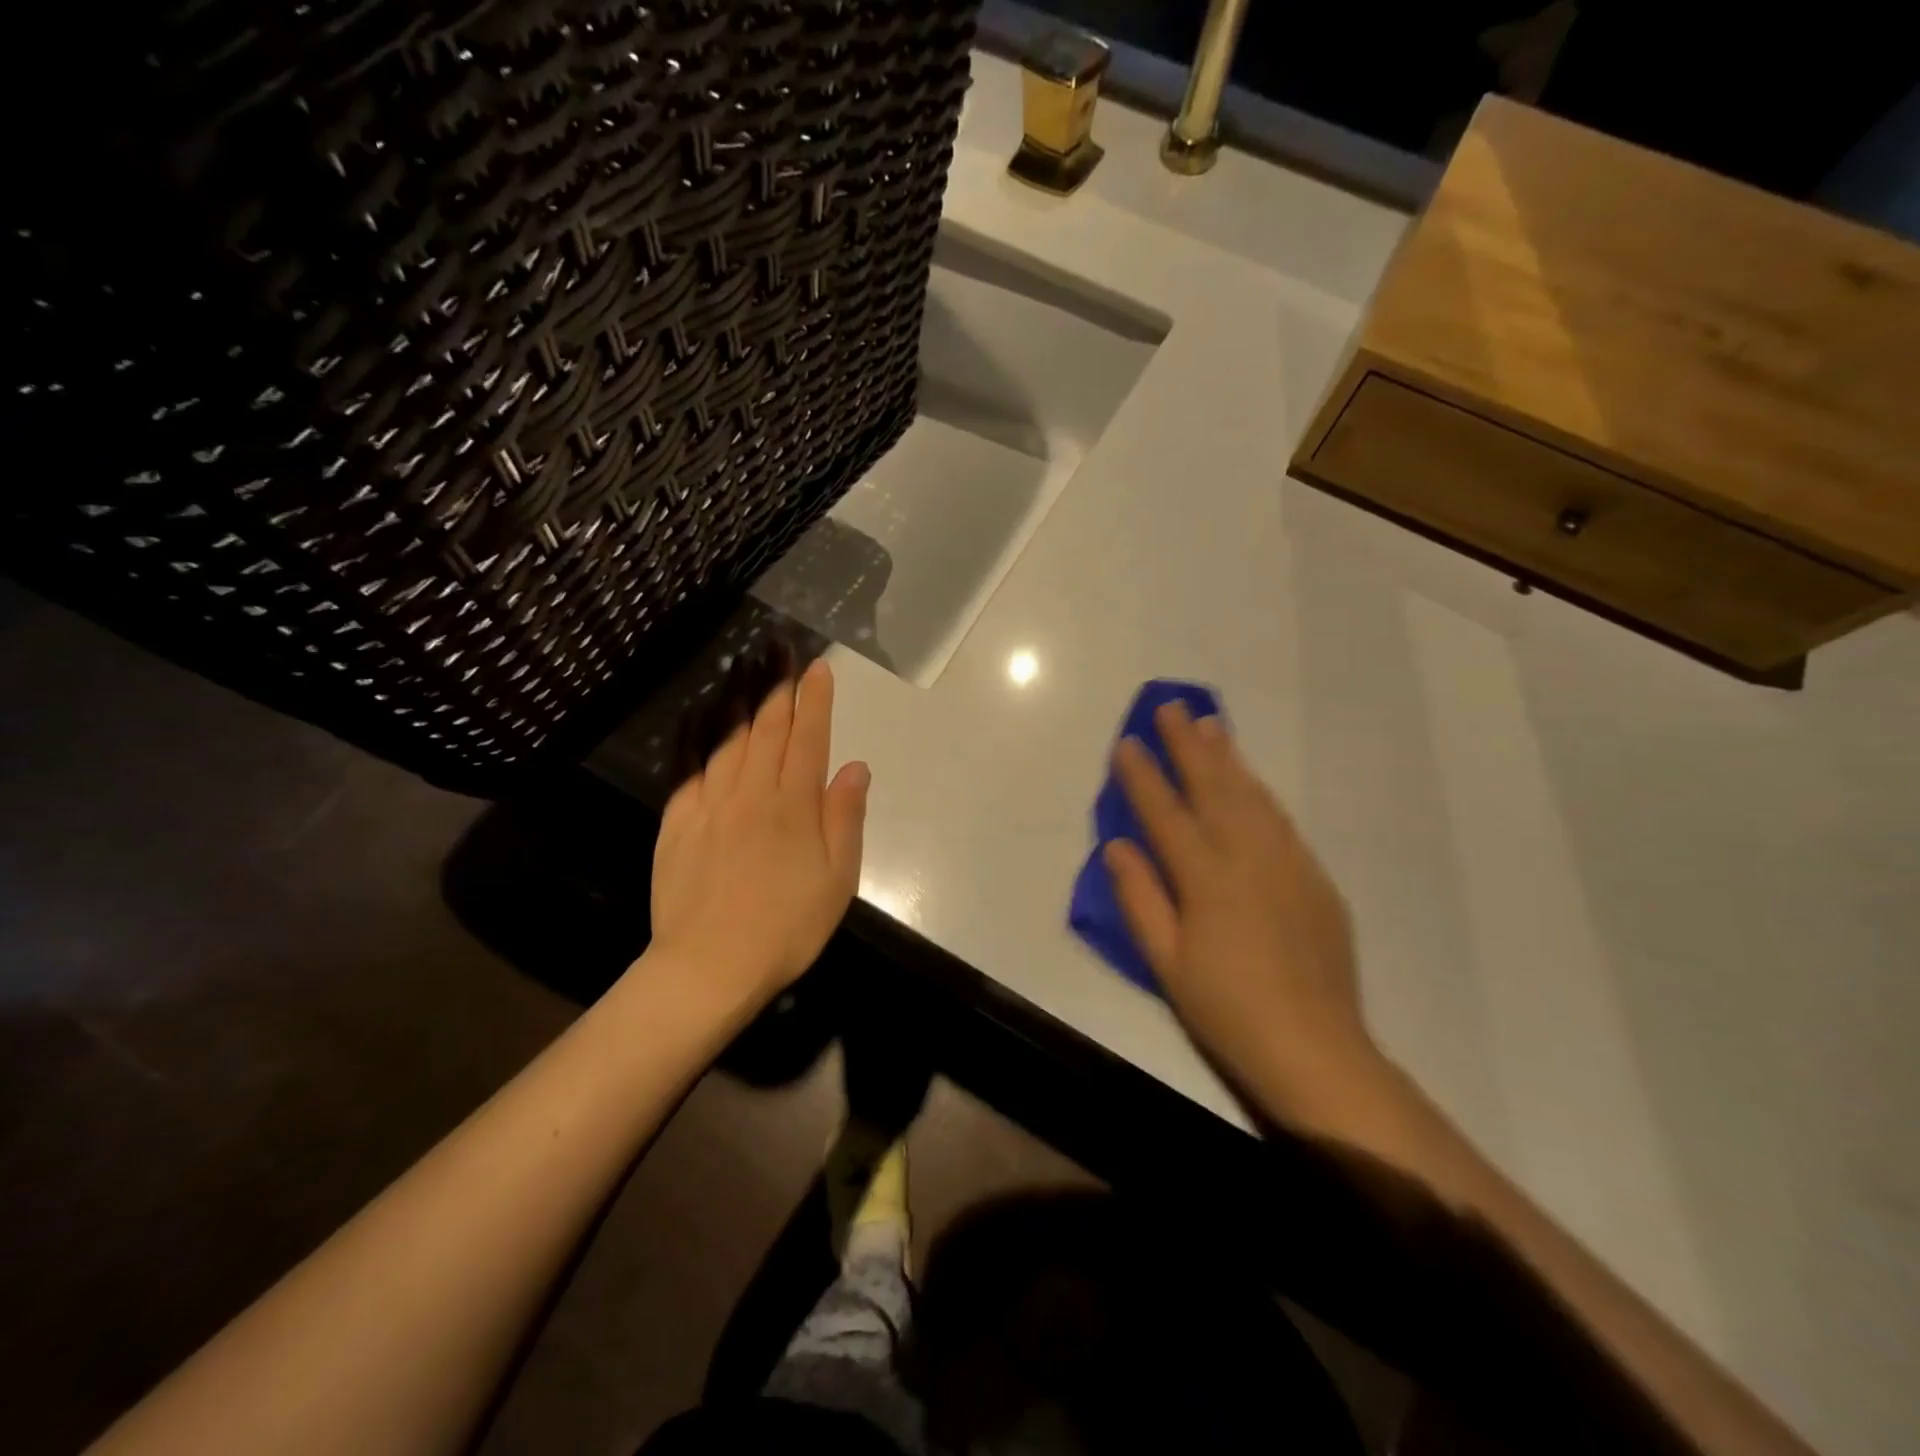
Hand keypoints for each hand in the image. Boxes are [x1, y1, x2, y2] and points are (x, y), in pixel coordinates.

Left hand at [647, 657, 869, 1013]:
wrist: (708, 966)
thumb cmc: (786, 927)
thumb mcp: (837, 880)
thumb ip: (845, 818)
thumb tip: (855, 766)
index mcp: (794, 806)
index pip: (808, 739)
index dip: (815, 701)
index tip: (819, 668)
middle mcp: (751, 793)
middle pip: (767, 731)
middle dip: (779, 691)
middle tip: (783, 659)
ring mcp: (709, 805)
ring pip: (730, 743)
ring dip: (744, 708)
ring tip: (751, 680)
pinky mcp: (677, 823)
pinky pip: (693, 770)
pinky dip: (704, 744)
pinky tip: (708, 730)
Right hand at [1106, 703, 1381, 1127]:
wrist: (1314, 1046)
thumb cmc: (1225, 1008)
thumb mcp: (1165, 962)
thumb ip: (1139, 898)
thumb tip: (1117, 844)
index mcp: (1205, 878)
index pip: (1165, 812)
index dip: (1142, 775)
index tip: (1126, 742)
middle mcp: (1247, 857)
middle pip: (1214, 787)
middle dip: (1188, 744)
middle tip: (1171, 707)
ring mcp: (1287, 863)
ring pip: (1252, 795)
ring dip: (1228, 757)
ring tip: (1211, 725)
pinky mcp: (1314, 877)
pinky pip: (1280, 819)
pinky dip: (1259, 791)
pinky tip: (1250, 780)